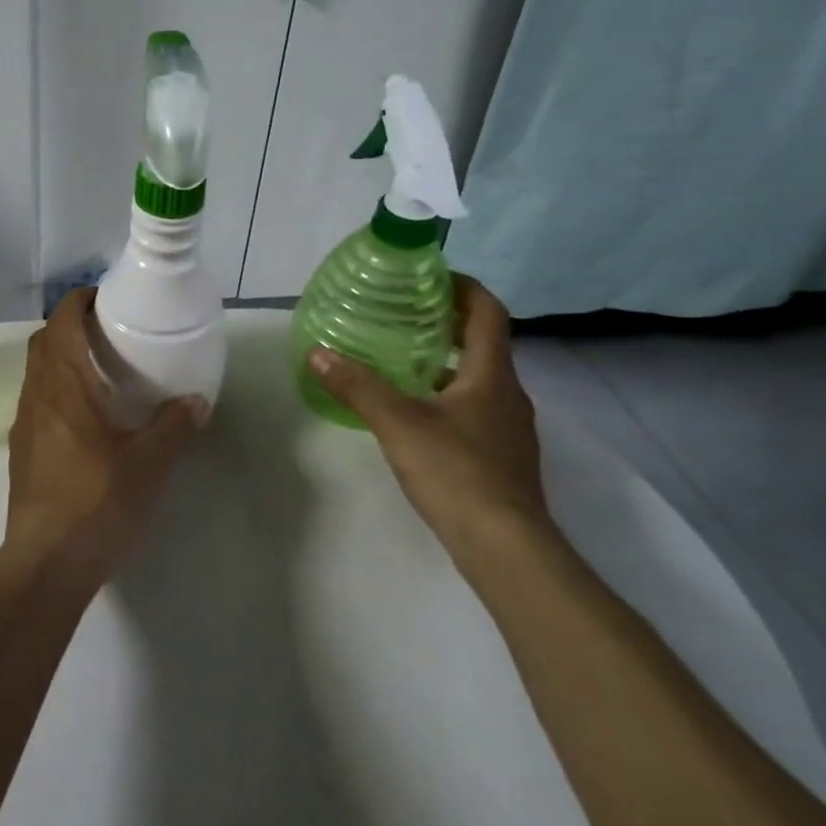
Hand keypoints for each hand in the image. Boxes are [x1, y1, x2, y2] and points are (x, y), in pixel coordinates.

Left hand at [0, 288, 207, 601]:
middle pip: (44, 341)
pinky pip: (37, 399)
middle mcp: (37, 395)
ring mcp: (24, 423)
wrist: (46, 563)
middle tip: (108, 330)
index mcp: (64, 386)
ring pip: (37, 371)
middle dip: (70, 325)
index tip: (105, 297)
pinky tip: (87, 415)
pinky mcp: (21, 450)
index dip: (78, 300)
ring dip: (61, 357)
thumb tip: (197, 400)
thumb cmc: (96, 503)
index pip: (61, 322)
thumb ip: (174, 427)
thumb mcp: (149, 465)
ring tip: (101, 368)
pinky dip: (57, 388)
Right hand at [306, 276, 547, 561]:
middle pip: (482, 342)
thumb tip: (318, 352)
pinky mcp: (499, 455)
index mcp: (492, 375)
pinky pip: (472, 407)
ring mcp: (507, 427)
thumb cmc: (457, 473)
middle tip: (400, 313)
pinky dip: (444, 394)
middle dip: (445, 322)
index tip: (426, 277)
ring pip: (477, 377)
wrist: (506, 548)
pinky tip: (411, 409)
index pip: (488, 312)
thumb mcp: (398, 424)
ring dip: (443, 360)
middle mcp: (508, 394)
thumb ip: (357, 386)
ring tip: (397, 356)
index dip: (462, 287)